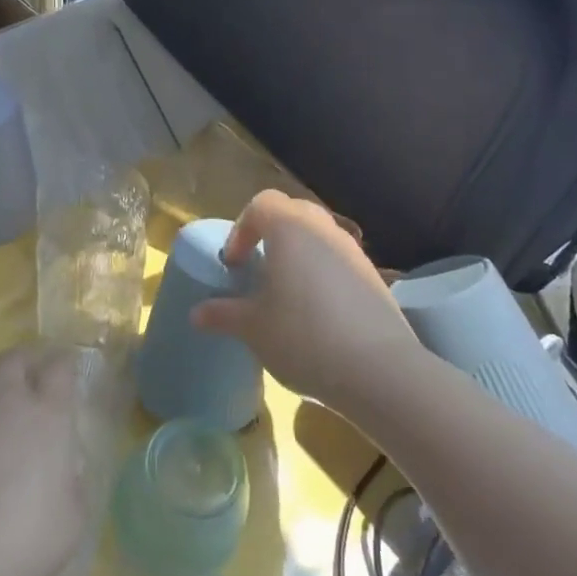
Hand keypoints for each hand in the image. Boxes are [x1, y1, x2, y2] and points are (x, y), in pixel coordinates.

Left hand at [0, 343, 86, 575]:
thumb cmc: (19, 539)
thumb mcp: (70, 522)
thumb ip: (71, 484)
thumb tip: (63, 469)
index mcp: (46, 415)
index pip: (59, 367)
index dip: (65, 364)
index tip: (69, 371)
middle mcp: (3, 403)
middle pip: (13, 359)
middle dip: (26, 362)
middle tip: (33, 381)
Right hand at [191, 190, 423, 411]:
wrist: (379, 371)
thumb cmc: (303, 336)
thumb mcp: (252, 328)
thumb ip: (223, 314)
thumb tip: (197, 313)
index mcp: (291, 229)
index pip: (261, 204)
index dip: (241, 229)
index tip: (235, 264)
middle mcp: (325, 230)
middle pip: (294, 214)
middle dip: (271, 236)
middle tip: (259, 270)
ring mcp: (355, 253)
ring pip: (320, 239)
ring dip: (299, 257)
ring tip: (286, 296)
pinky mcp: (376, 280)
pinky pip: (340, 264)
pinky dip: (323, 278)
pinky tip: (318, 317)